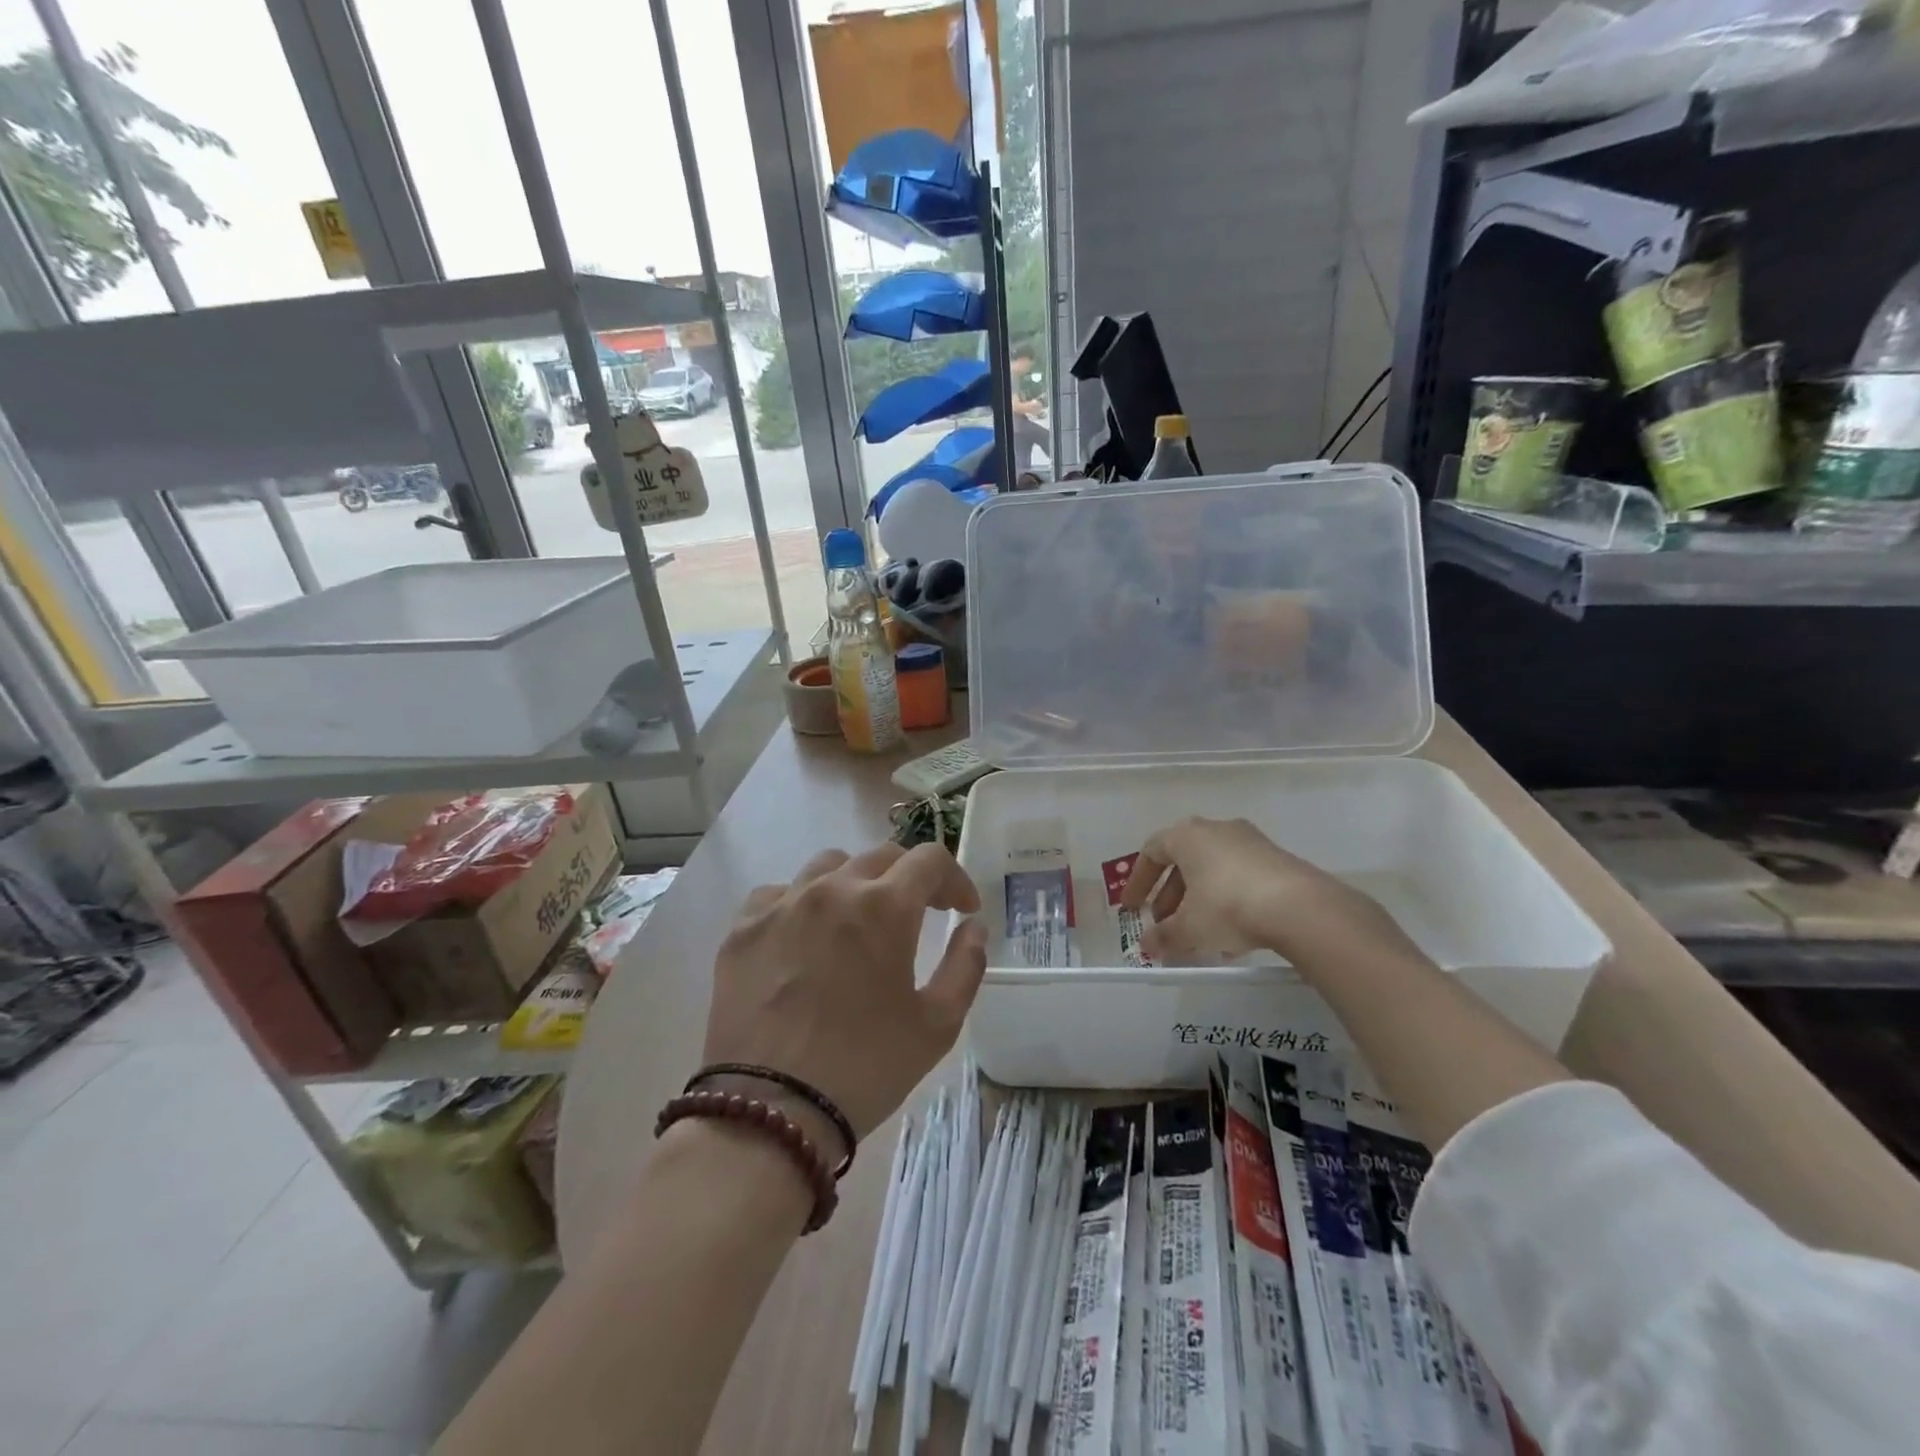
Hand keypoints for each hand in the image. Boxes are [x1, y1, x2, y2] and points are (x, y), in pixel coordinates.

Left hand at [703, 841, 987, 1155]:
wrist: (770, 1113)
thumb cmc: (865, 1068)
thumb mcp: (937, 1026)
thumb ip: (965, 966)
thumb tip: (972, 927)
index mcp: (884, 906)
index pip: (929, 859)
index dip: (955, 879)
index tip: (962, 909)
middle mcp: (832, 888)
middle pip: (881, 856)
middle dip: (910, 878)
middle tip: (920, 914)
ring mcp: (782, 904)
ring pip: (828, 866)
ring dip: (856, 883)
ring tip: (859, 920)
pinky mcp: (743, 928)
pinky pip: (779, 894)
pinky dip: (803, 904)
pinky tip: (805, 937)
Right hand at [1120, 816, 1412, 968]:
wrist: (1300, 907)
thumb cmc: (1228, 907)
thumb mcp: (1189, 928)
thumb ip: (1164, 936)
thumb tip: (1147, 946)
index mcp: (1187, 836)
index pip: (1152, 852)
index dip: (1138, 881)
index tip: (1132, 907)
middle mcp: (1216, 830)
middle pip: (1183, 861)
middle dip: (1170, 896)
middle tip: (1164, 924)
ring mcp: (1250, 841)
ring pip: (1212, 870)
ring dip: (1199, 901)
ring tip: (1197, 936)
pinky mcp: (1276, 859)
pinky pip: (1239, 877)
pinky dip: (1226, 901)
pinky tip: (1231, 936)